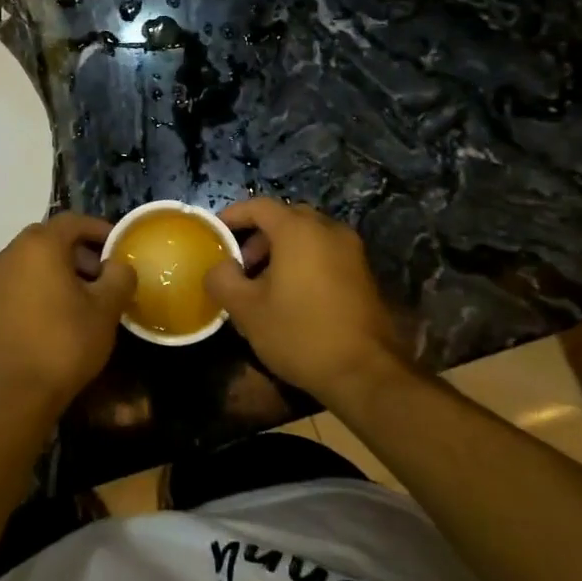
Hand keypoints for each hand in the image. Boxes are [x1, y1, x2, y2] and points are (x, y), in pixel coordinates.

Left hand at [0, 214, 134, 413]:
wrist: (15, 390)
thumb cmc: (65, 342)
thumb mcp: (105, 309)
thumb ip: (119, 277)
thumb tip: (119, 265)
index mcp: (40, 244)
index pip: (73, 221)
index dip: (100, 229)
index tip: (120, 246)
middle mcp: (13, 252)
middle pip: (52, 237)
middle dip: (81, 249)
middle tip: (105, 273)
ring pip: (35, 258)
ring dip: (62, 267)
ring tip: (87, 295)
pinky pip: (22, 277)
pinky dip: (43, 282)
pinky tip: (61, 310)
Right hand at [204, 198, 413, 405]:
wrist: (365, 374)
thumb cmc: (300, 334)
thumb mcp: (247, 310)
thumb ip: (223, 279)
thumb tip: (219, 267)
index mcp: (298, 231)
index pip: (259, 206)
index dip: (233, 216)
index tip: (215, 234)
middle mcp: (328, 230)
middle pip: (286, 217)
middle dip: (258, 235)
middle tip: (241, 264)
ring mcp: (351, 251)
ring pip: (308, 236)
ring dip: (282, 250)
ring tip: (263, 284)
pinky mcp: (363, 273)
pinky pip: (325, 253)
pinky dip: (304, 261)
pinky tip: (292, 295)